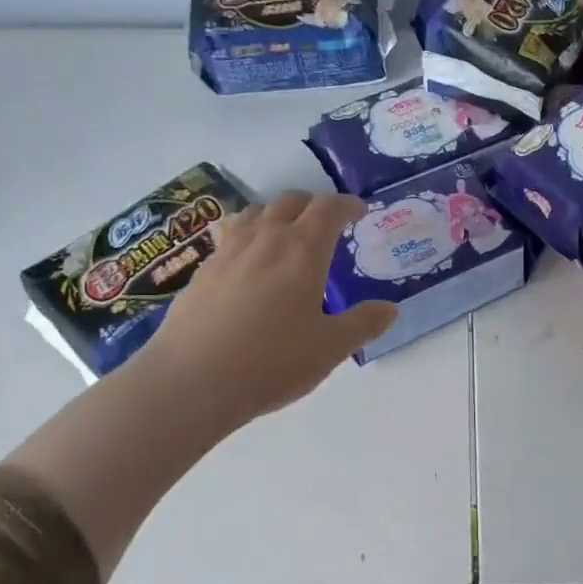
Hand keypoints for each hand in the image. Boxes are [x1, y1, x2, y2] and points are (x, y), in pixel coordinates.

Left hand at [149, 191, 396, 429]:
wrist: (193, 381)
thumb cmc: (272, 362)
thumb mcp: (330, 348)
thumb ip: (363, 324)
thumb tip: (390, 309)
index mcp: (303, 250)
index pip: (328, 209)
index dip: (347, 205)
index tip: (359, 211)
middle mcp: (265, 239)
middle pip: (291, 202)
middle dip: (314, 206)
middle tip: (327, 225)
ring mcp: (228, 252)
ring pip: (256, 213)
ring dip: (278, 215)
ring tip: (286, 235)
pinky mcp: (202, 271)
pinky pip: (230, 235)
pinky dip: (248, 235)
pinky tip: (248, 262)